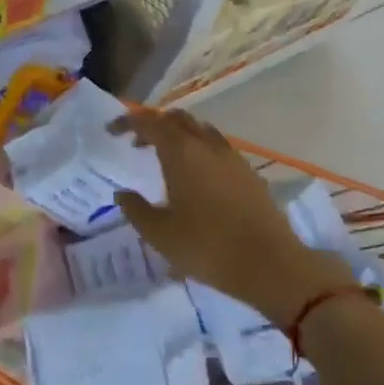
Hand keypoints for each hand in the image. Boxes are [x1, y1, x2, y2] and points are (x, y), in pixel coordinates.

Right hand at [110, 111, 342, 324]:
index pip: (150, 122)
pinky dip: (200, 150)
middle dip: (155, 125)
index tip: (112, 132)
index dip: (128, 122)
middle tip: (138, 144)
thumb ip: (136, 209)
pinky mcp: (249, 174)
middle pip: (178, 119)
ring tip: (166, 158)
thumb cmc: (207, 247)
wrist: (271, 265)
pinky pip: (218, 148)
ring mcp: (232, 158)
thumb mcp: (160, 234)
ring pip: (201, 130)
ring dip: (180, 135)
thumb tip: (123, 193)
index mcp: (181, 153)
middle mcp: (207, 146)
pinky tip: (196, 178)